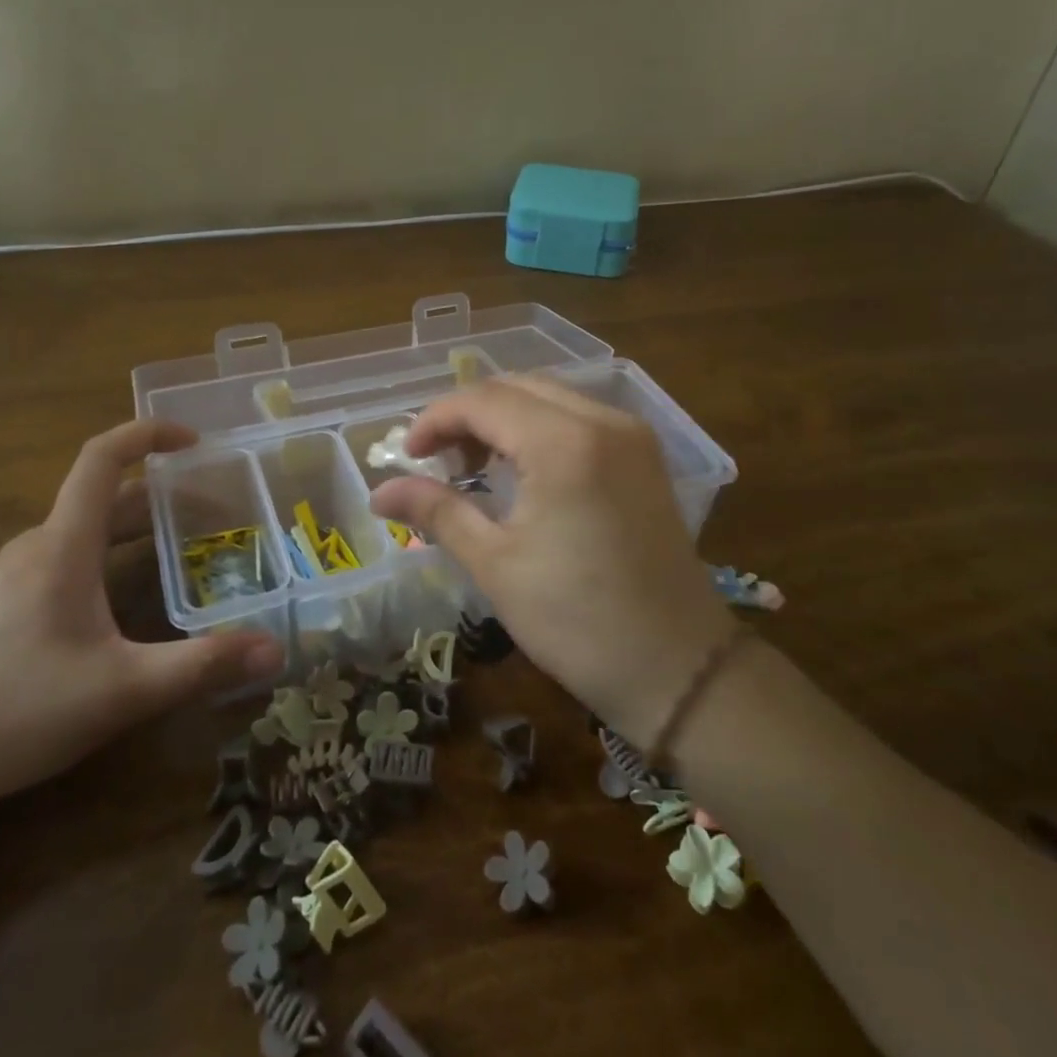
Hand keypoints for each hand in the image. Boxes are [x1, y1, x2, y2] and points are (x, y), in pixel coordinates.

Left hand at [0, 421, 284, 817]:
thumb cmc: (16, 710)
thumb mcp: (124, 690)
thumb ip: (202, 666)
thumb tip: (276, 650)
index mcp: (62, 547)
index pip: (101, 459)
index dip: (147, 434)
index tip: (193, 439)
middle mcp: (35, 549)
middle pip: (102, 499)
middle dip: (161, 496)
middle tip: (214, 512)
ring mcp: (10, 578)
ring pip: (82, 531)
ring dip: (134, 528)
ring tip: (181, 550)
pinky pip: (64, 559)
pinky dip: (107, 556)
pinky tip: (122, 601)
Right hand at [370, 376, 733, 745]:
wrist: (678, 669)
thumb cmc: (577, 621)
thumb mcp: (496, 564)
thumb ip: (437, 511)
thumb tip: (379, 492)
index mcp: (565, 443)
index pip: (483, 400)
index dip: (435, 419)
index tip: (406, 456)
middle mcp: (604, 421)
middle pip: (517, 387)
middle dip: (468, 414)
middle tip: (438, 461)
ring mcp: (632, 436)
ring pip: (551, 398)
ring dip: (504, 418)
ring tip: (473, 465)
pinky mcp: (645, 457)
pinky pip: (580, 418)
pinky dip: (540, 429)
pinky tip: (522, 469)